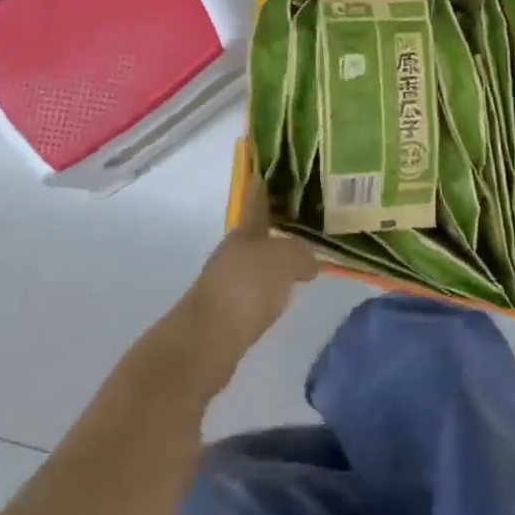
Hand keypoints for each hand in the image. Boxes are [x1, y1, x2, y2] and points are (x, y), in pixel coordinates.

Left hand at [163, 199, 316, 394]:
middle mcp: (233, 252)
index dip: (262, 188)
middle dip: (276, 230)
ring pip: (255, 264)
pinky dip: (268, 292)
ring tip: (299, 265)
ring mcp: (226, 282)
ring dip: (273, 263)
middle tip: (303, 228)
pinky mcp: (226, 313)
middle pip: (257, 235)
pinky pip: (253, 293)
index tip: (266, 174)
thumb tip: (308, 263)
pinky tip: (281, 299)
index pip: (256, 202)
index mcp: (244, 232)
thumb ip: (301, 253)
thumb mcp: (285, 260)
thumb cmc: (246, 288)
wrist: (207, 341)